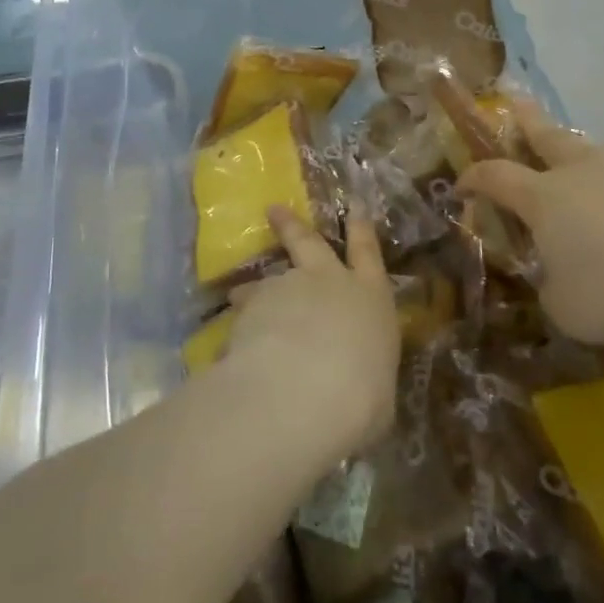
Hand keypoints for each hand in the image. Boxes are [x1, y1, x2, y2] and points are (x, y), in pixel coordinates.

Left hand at [222, 205, 400, 454]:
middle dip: (292, 225)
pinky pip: (243, 314)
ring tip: (237, 295)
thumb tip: (356, 386)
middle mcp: (329, 281)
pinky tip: (226, 347)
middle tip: (273, 210)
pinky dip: (236, 326)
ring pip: (267, 282)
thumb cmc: (362, 396)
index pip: (369, 254)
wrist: (307, 389)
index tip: (355, 207)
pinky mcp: (252, 306)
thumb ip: (363, 377)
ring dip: (253, 290)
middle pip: (309, 243)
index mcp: (371, 298)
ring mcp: (288, 288)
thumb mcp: (377, 393)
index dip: (362, 229)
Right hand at [457, 99, 603, 345]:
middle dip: (525, 119)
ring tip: (601, 187)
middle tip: (515, 101)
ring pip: (600, 154)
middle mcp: (581, 169)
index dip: (473, 178)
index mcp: (544, 198)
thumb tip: (557, 282)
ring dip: (591, 164)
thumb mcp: (569, 311)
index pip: (494, 177)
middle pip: (545, 134)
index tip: (461, 185)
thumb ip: (552, 291)